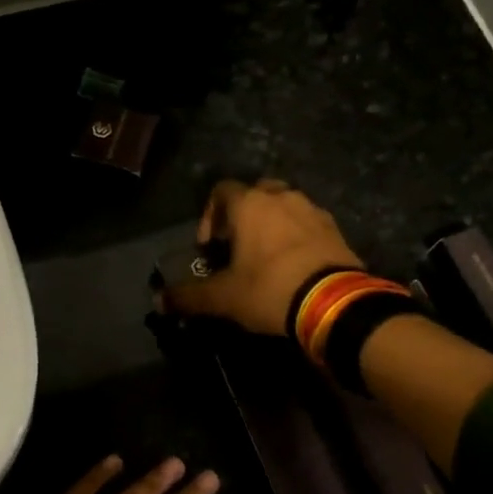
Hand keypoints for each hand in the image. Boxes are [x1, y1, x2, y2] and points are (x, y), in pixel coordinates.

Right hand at [164, 179, 363, 334]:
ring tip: (266, 257)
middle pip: (255, 193)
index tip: (209, 247)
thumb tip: (158, 301)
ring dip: (271, 224)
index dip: (209, 216)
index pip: (220, 191)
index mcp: (250, 205)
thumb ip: (189, 297)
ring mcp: (312, 209)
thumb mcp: (223, 298)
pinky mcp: (335, 228)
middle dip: (242, 216)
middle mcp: (281, 196)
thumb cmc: (270, 290)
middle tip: (236, 246)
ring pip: (284, 206)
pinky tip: (293, 264)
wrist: (334, 302)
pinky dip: (296, 236)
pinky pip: (307, 223)